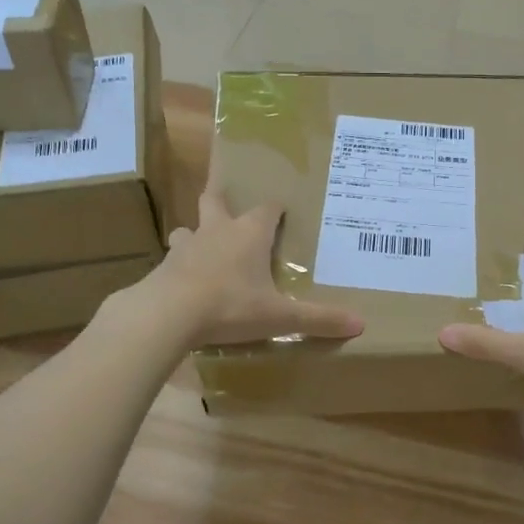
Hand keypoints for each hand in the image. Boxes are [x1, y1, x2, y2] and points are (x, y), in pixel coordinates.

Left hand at [130, 185, 362, 349]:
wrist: (167, 314)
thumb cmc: (230, 306)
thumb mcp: (279, 317)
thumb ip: (318, 320)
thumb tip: (360, 324)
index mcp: (250, 234)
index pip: (267, 209)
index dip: (276, 209)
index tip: (282, 211)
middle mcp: (217, 231)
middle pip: (215, 201)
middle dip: (221, 199)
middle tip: (226, 204)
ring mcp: (186, 247)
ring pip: (188, 229)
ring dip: (196, 234)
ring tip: (202, 248)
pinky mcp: (163, 267)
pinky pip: (173, 260)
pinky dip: (179, 266)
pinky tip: (183, 282)